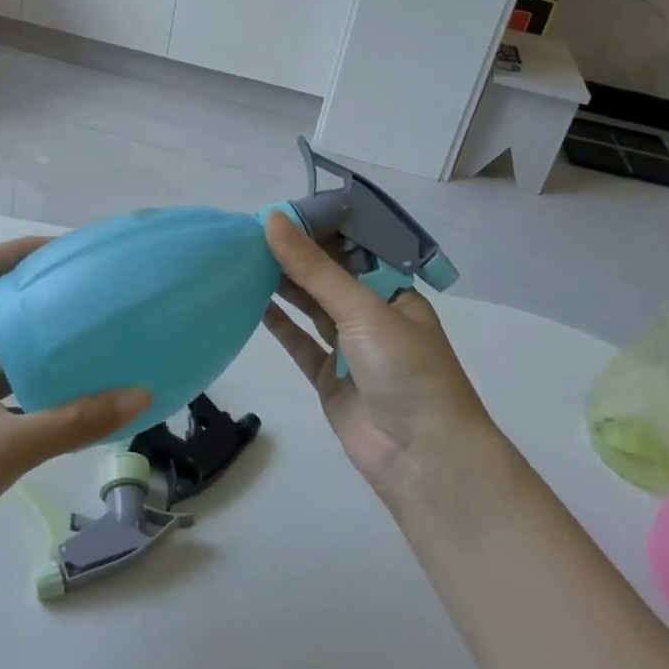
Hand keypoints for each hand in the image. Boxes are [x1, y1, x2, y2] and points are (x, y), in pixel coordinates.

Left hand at [0, 238, 150, 559]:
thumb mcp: (10, 445)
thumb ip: (75, 422)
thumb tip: (139, 395)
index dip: (16, 250)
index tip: (60, 251)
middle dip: (34, 289)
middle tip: (80, 292)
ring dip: (33, 336)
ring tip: (80, 337)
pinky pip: (0, 383)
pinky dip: (30, 381)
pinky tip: (62, 397)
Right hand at [260, 213, 506, 516]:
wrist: (423, 457)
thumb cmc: (406, 370)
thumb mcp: (362, 310)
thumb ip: (314, 268)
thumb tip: (273, 219)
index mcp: (394, 294)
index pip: (351, 251)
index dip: (317, 231)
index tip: (278, 212)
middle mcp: (373, 317)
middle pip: (328, 279)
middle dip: (295, 257)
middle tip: (250, 231)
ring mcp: (350, 349)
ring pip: (312, 308)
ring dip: (284, 285)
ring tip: (245, 258)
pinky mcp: (329, 378)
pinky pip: (300, 343)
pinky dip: (279, 324)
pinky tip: (254, 301)